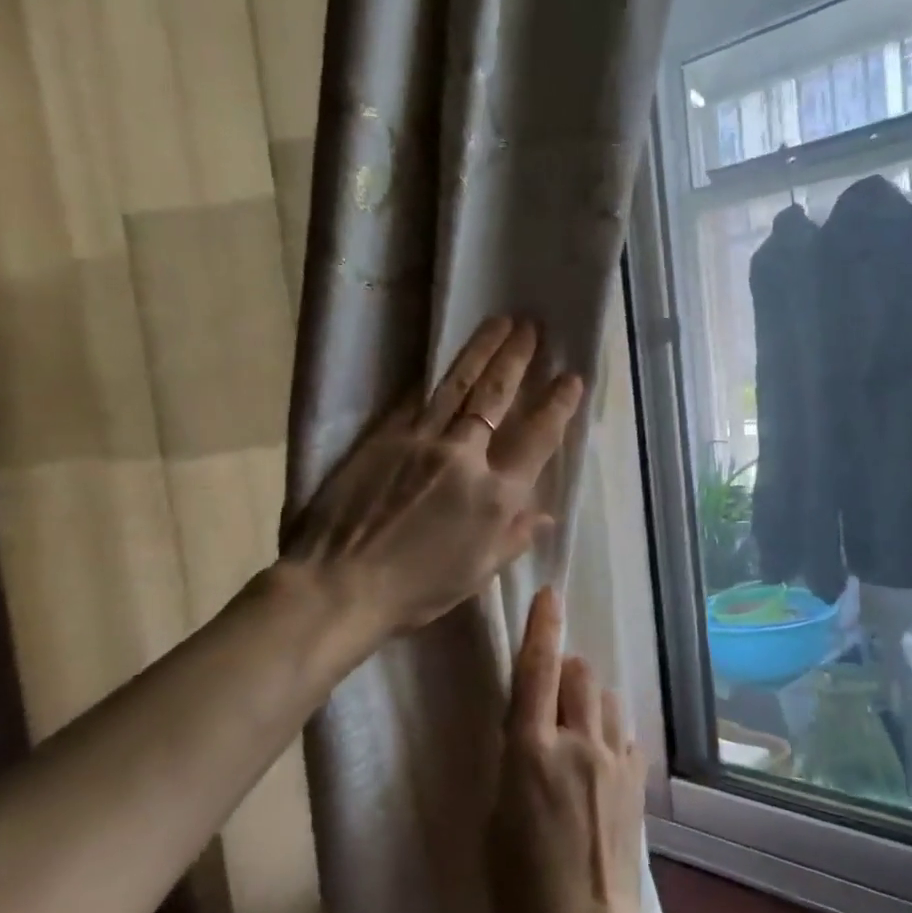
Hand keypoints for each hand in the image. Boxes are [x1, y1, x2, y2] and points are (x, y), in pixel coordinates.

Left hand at [282, 317, 582, 638]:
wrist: (339, 585)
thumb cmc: (416, 590)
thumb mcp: (477, 573)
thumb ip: (514, 538)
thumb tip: (546, 515)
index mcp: (495, 497)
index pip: (538, 440)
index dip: (558, 406)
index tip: (571, 378)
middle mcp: (465, 458)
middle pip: (497, 398)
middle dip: (518, 359)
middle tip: (531, 327)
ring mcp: (421, 441)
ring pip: (459, 385)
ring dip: (482, 350)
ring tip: (500, 322)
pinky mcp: (384, 437)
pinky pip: (416, 399)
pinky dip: (435, 377)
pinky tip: (445, 360)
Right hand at [486, 587, 651, 912]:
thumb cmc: (521, 894)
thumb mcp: (495, 823)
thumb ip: (514, 765)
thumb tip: (530, 734)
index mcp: (531, 753)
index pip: (536, 671)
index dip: (542, 627)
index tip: (550, 593)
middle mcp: (578, 743)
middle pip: (580, 672)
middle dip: (565, 670)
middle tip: (550, 697)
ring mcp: (615, 759)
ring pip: (606, 697)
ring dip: (589, 699)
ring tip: (575, 731)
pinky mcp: (638, 780)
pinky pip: (623, 733)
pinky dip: (608, 733)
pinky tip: (598, 763)